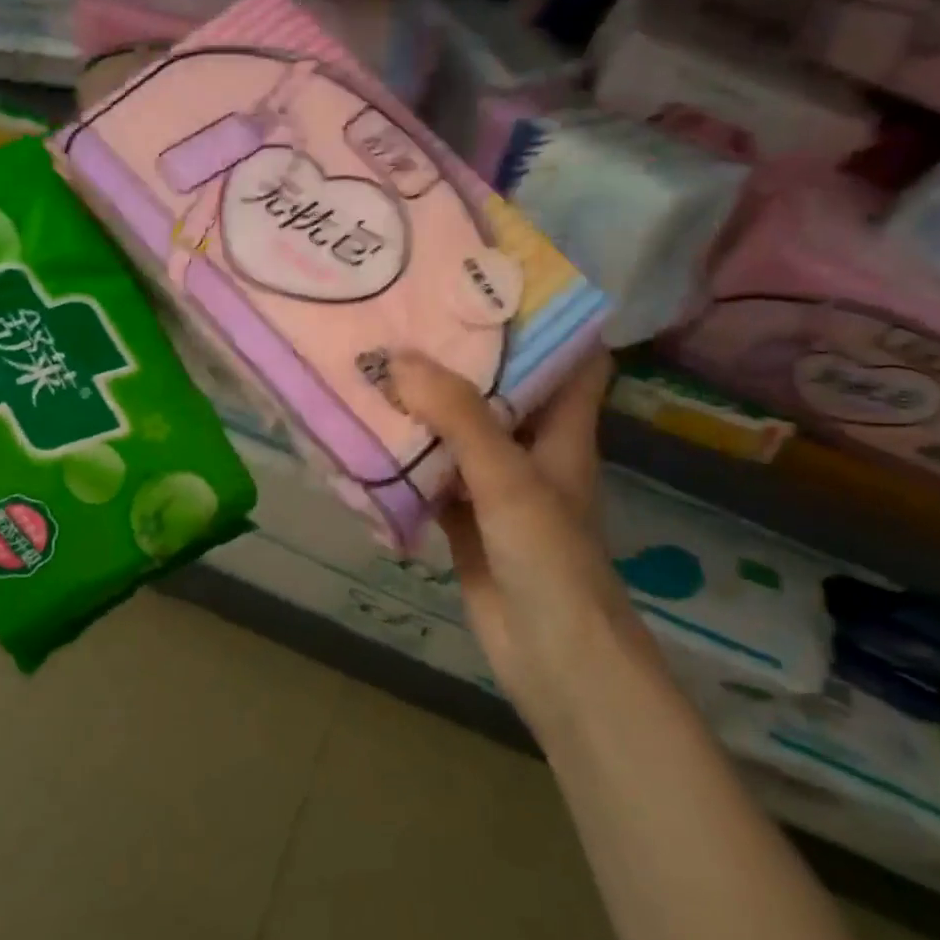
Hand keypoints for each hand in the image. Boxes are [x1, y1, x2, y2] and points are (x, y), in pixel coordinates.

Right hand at [392, 349, 657, 736]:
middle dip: (463, 352)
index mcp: (562, 429)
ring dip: (428, 403)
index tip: (495, 280)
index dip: (547, 316)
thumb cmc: (551, 560)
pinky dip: (406, 456)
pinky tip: (367, 432)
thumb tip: (398, 359)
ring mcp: (497, 486)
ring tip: (379, 358)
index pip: (572, 356)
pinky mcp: (465, 519)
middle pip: (503, 387)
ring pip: (460, 431)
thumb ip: (458, 418)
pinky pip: (432, 475)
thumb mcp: (510, 478)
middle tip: (411, 311)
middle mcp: (532, 449)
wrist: (553, 659)